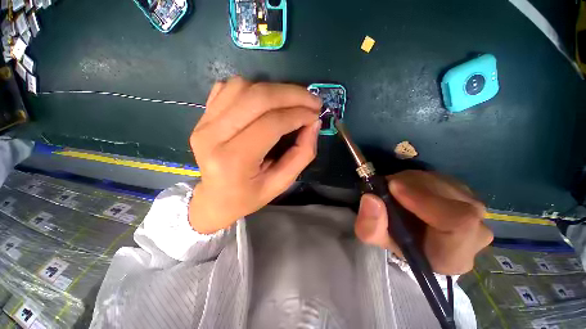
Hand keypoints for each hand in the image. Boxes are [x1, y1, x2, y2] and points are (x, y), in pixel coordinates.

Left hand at [189, 77, 321, 233]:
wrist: (214, 199)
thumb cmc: (248, 196)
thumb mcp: (281, 183)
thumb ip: (302, 154)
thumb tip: (313, 123)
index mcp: (233, 160)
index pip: (272, 123)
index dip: (299, 114)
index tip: (315, 114)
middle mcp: (213, 135)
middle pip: (258, 97)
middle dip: (292, 94)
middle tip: (312, 100)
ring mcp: (204, 122)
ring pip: (243, 86)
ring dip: (274, 89)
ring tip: (291, 102)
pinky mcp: (203, 116)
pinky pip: (229, 88)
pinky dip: (254, 88)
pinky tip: (266, 101)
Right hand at [355, 170, 492, 274]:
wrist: (414, 236)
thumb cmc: (397, 242)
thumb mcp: (376, 237)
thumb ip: (370, 225)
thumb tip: (371, 198)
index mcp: (453, 256)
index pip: (459, 224)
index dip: (426, 201)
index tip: (394, 187)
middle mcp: (475, 234)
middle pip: (450, 198)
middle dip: (412, 186)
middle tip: (389, 186)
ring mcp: (476, 211)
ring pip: (445, 184)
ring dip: (413, 181)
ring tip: (396, 188)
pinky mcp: (468, 195)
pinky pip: (444, 179)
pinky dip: (420, 179)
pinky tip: (410, 188)